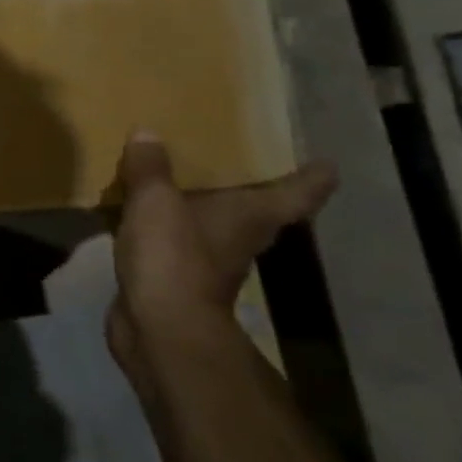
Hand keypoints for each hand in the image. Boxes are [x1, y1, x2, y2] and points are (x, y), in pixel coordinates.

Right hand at [106, 130, 334, 386]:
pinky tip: (138, 212)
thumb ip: (151, 167)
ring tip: (175, 177)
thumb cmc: (174, 257)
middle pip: (257, 211)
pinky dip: (162, 228)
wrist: (159, 327)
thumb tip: (148, 135)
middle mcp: (240, 239)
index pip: (297, 194)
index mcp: (251, 216)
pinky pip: (172, 243)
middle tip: (233, 157)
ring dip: (199, 207)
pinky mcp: (175, 278)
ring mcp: (209, 264)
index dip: (312, 178)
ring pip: (212, 226)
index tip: (323, 164)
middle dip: (248, 187)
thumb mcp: (156, 201)